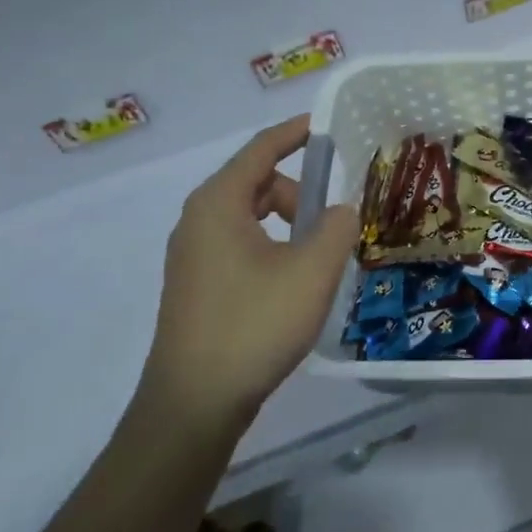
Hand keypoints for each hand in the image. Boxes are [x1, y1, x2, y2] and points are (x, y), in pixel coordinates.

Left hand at [136, 115, 359, 430]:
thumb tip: (339, 212)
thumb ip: (337, 227)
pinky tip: (293, 282)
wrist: (194, 405)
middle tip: (334, 218)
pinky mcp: (196, 286)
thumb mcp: (312, 270)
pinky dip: (271, 245)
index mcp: (218, 204)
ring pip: (249, 217)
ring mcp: (192, 256)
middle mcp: (198, 221)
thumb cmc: (253, 325)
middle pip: (256, 183)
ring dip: (287, 223)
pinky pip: (239, 244)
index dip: (295, 133)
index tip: (327, 126)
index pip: (261, 149)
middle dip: (299, 191)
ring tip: (319, 256)